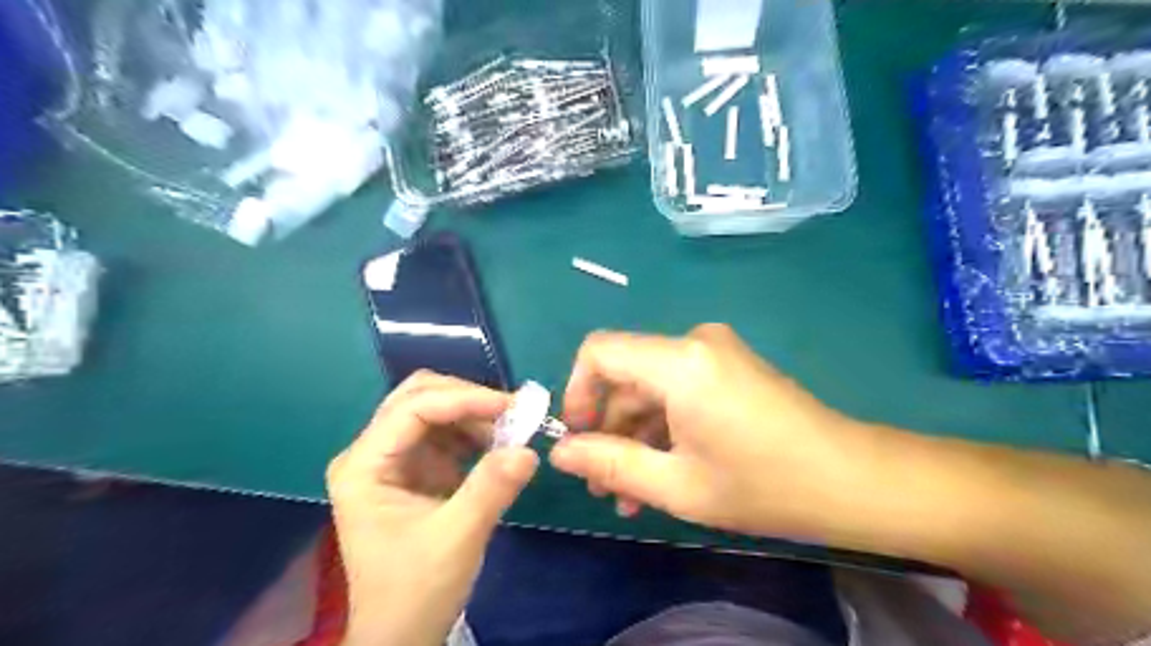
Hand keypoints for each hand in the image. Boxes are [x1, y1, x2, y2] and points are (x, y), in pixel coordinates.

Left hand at [326, 373, 537, 644]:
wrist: (403, 632)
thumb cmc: (416, 590)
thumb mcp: (457, 539)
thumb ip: (491, 489)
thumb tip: (529, 450)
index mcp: (363, 466)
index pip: (412, 408)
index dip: (464, 399)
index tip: (510, 406)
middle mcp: (371, 452)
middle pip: (418, 397)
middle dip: (467, 399)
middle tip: (511, 412)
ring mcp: (392, 459)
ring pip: (434, 409)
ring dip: (473, 413)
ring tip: (511, 431)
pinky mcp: (413, 468)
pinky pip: (445, 432)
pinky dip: (474, 431)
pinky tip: (497, 446)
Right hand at [548, 324, 871, 538]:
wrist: (851, 480)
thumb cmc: (763, 486)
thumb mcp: (677, 485)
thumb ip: (611, 464)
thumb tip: (561, 453)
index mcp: (679, 362)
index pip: (599, 351)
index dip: (577, 392)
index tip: (578, 439)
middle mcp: (694, 343)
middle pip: (626, 375)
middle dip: (608, 428)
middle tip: (603, 484)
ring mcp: (715, 352)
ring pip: (651, 388)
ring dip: (636, 435)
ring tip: (630, 493)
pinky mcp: (728, 367)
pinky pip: (678, 390)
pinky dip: (663, 426)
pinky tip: (661, 472)